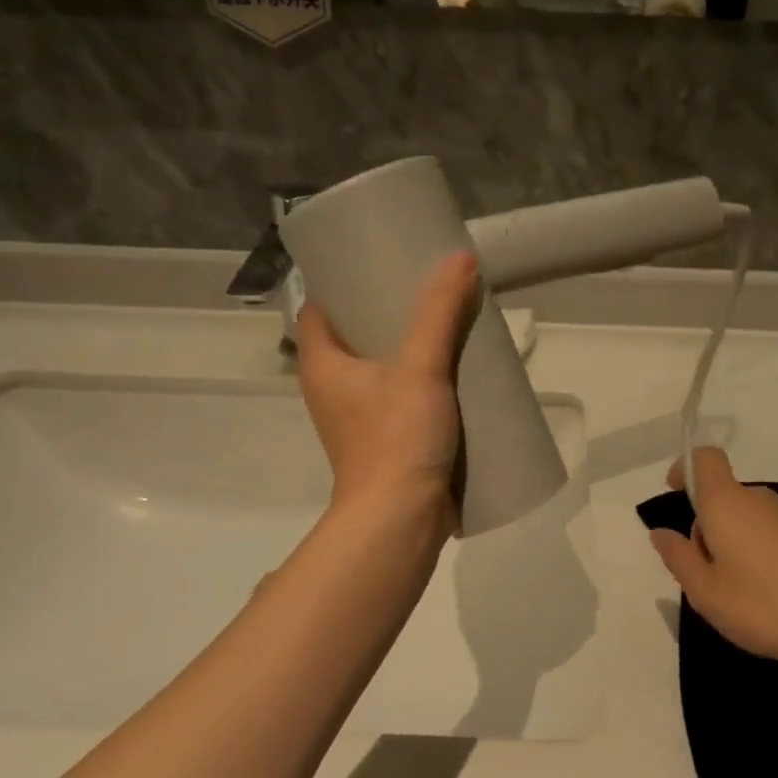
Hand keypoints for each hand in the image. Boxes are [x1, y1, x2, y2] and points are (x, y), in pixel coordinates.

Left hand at [294, 251, 480, 525]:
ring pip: (381, 367)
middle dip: (386, 311)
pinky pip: (400, 395)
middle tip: (424, 285)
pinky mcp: (386, 440)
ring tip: (445, 320)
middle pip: (354, 336)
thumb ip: (439, 312)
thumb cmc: (395, 437)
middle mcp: (333, 390)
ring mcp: (359, 418)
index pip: (318, 310)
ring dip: (409, 347)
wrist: (401, 520)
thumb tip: (460, 258)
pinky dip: (422, 379)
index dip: (342, 283)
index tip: (377, 262)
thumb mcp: (420, 367)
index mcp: (323, 366)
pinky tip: (455, 369)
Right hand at [648, 447, 777, 669]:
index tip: (676, 493)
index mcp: (727, 503)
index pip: (704, 458)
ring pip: (750, 516)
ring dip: (737, 539)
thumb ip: (678, 557)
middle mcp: (759, 499)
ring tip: (741, 588)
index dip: (686, 467)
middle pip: (724, 496)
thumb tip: (660, 532)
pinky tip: (774, 591)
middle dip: (709, 524)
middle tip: (708, 572)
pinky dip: (764, 550)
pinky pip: (775, 532)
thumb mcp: (704, 592)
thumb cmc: (761, 606)